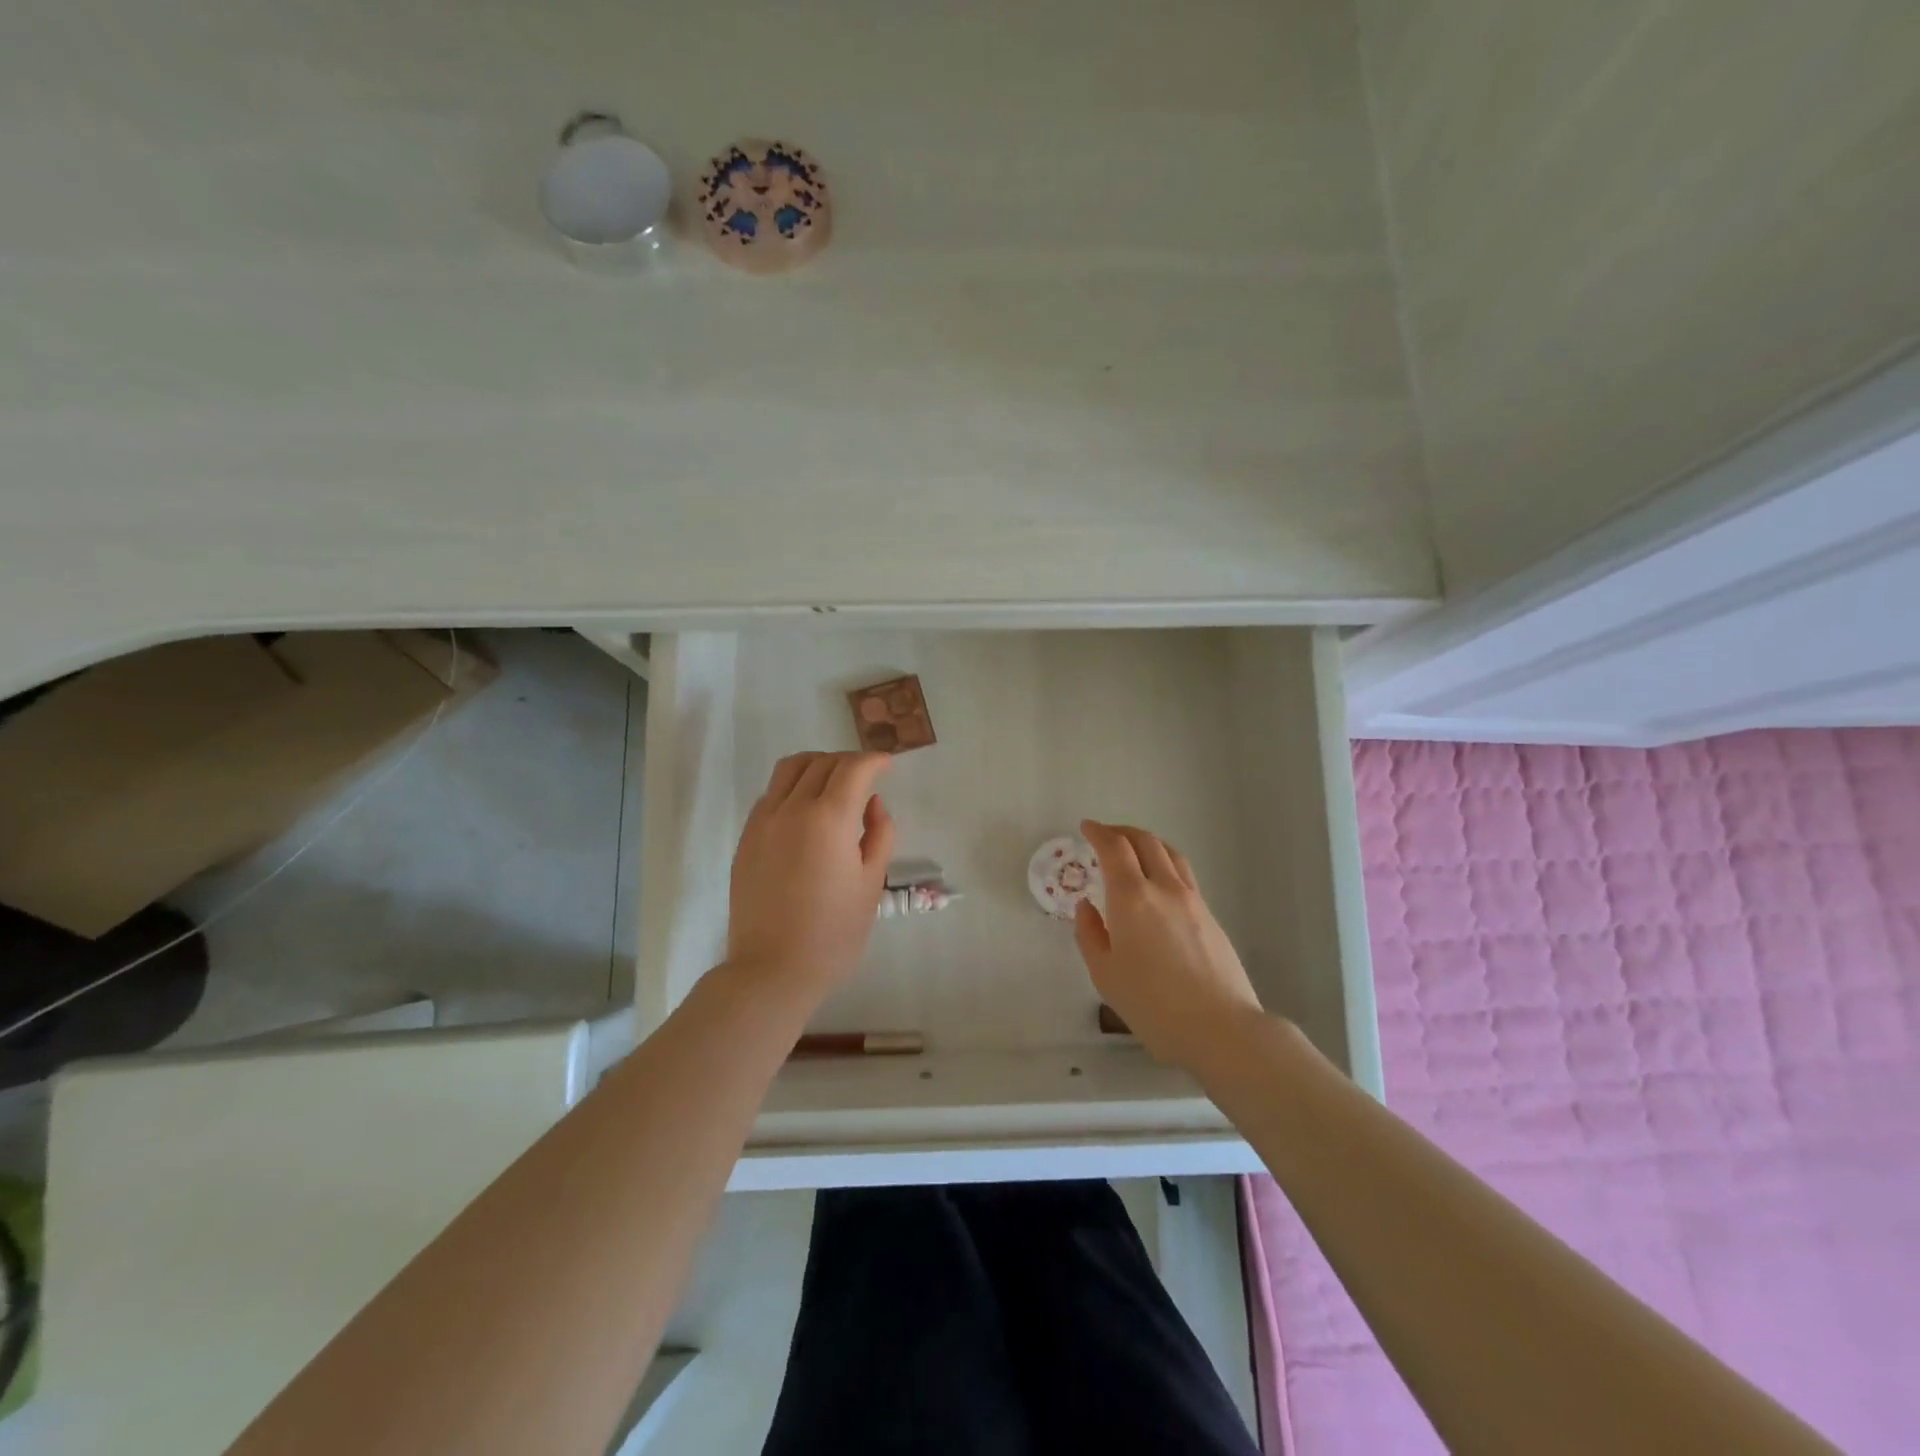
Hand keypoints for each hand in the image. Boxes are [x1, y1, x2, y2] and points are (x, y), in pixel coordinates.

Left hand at [726, 751, 895, 1005]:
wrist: (772, 970)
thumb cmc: (834, 933)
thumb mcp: (872, 883)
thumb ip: (879, 834)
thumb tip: (872, 804)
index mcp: (828, 819)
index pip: (854, 769)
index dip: (874, 761)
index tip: (888, 765)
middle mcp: (791, 809)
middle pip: (822, 762)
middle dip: (849, 762)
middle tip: (867, 778)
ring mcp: (763, 821)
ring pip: (789, 769)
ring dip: (817, 765)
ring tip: (834, 784)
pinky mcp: (746, 837)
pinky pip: (771, 794)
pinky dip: (793, 787)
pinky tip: (806, 811)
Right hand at [1074, 820, 1264, 1071]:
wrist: (1220, 1028)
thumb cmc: (1152, 1005)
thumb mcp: (1105, 974)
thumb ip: (1089, 934)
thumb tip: (1086, 906)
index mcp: (1131, 898)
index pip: (1114, 848)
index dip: (1098, 833)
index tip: (1086, 827)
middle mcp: (1163, 888)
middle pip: (1145, 842)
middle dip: (1121, 832)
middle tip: (1105, 835)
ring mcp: (1192, 900)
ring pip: (1170, 853)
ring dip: (1147, 842)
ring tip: (1133, 849)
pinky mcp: (1210, 915)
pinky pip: (1183, 874)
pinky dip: (1165, 863)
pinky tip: (1158, 882)